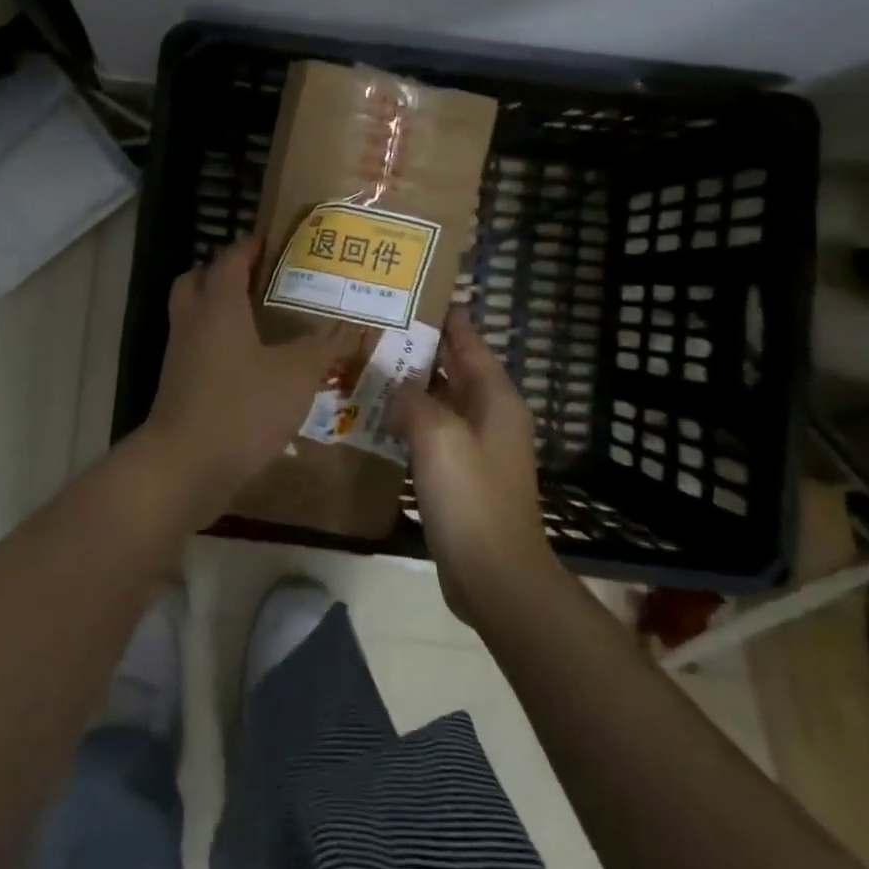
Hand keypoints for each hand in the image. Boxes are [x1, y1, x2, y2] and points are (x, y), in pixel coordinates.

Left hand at [143, 238, 355, 523]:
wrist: (184, 466)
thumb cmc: (242, 407)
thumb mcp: (295, 375)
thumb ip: (323, 348)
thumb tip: (351, 327)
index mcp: (219, 306)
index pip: (230, 259)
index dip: (250, 246)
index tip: (273, 241)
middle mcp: (193, 322)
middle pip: (198, 280)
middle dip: (224, 273)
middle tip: (260, 280)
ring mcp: (180, 355)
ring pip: (194, 316)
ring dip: (219, 311)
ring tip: (260, 323)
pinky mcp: (178, 386)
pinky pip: (197, 350)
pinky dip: (218, 346)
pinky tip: (250, 366)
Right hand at [390, 307, 552, 618]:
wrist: (494, 575)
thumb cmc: (471, 497)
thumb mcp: (438, 436)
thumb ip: (414, 400)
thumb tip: (398, 387)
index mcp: (495, 398)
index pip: (470, 342)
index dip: (447, 317)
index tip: (418, 293)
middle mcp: (491, 415)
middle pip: (455, 369)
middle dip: (423, 347)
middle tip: (381, 326)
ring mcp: (478, 447)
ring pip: (442, 401)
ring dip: (413, 384)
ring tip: (373, 365)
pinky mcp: (463, 475)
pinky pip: (434, 432)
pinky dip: (411, 419)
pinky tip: (381, 417)